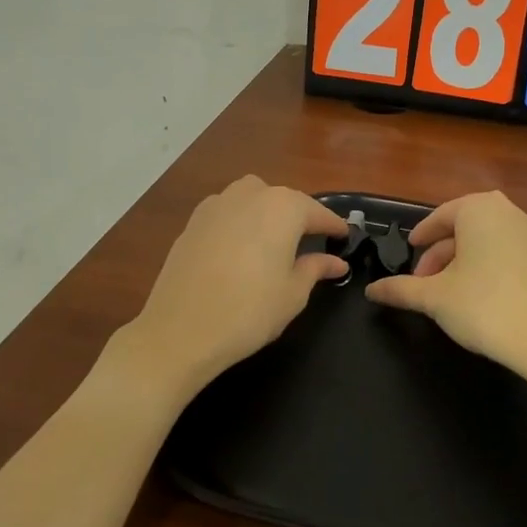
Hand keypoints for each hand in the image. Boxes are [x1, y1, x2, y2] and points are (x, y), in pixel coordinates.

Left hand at [119, 175, 347, 396]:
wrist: (180, 330)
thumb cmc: (249, 311)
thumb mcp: (293, 293)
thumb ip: (315, 269)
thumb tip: (336, 262)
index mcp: (282, 208)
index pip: (317, 212)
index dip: (333, 226)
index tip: (345, 237)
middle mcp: (250, 195)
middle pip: (283, 199)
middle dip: (298, 216)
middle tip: (310, 241)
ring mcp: (216, 205)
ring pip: (251, 198)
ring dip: (266, 213)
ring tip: (273, 241)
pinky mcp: (192, 222)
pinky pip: (226, 213)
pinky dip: (239, 222)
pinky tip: (240, 248)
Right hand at [364, 191, 526, 373]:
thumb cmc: (483, 305)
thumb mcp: (433, 297)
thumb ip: (400, 289)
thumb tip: (371, 291)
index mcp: (478, 209)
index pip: (439, 217)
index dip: (420, 237)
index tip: (409, 253)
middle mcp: (505, 212)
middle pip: (460, 228)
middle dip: (438, 254)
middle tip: (420, 282)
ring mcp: (526, 233)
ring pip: (480, 241)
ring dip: (457, 262)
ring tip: (441, 293)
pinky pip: (500, 252)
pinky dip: (480, 266)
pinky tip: (469, 295)